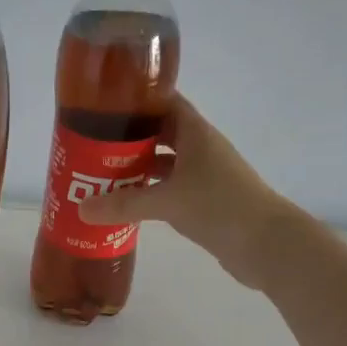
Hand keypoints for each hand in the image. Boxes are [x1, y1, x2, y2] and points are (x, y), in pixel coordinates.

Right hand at [78, 96, 295, 287]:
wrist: (266, 244)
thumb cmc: (220, 207)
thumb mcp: (167, 202)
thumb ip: (124, 204)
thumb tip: (81, 209)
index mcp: (195, 134)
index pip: (165, 103)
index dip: (138, 100)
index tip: (105, 105)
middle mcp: (200, 149)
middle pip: (160, 135)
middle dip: (129, 138)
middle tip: (93, 144)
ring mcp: (205, 176)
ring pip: (165, 164)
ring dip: (138, 168)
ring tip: (102, 174)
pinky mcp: (205, 202)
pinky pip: (170, 189)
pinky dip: (150, 192)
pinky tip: (128, 203)